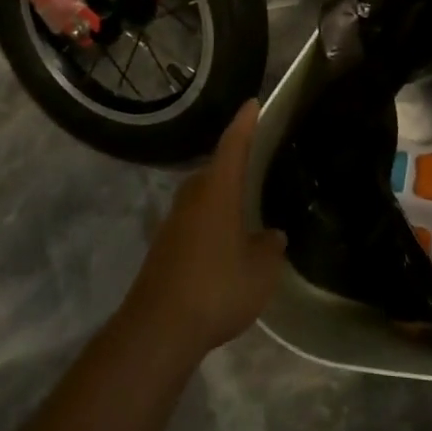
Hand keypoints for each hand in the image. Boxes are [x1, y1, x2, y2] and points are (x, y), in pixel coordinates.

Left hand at [123, 100, 286, 363]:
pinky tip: (226, 238)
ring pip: (203, 196)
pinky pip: (195, 219)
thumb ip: (270, 248)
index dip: (244, 124)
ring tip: (247, 201)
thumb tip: (272, 235)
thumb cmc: (217, 288)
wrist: (159, 327)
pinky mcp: (165, 246)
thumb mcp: (260, 270)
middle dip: (234, 162)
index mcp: (217, 192)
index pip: (232, 146)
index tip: (252, 103)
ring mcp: (174, 222)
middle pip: (214, 170)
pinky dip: (212, 219)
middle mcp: (192, 198)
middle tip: (258, 160)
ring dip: (222, 194)